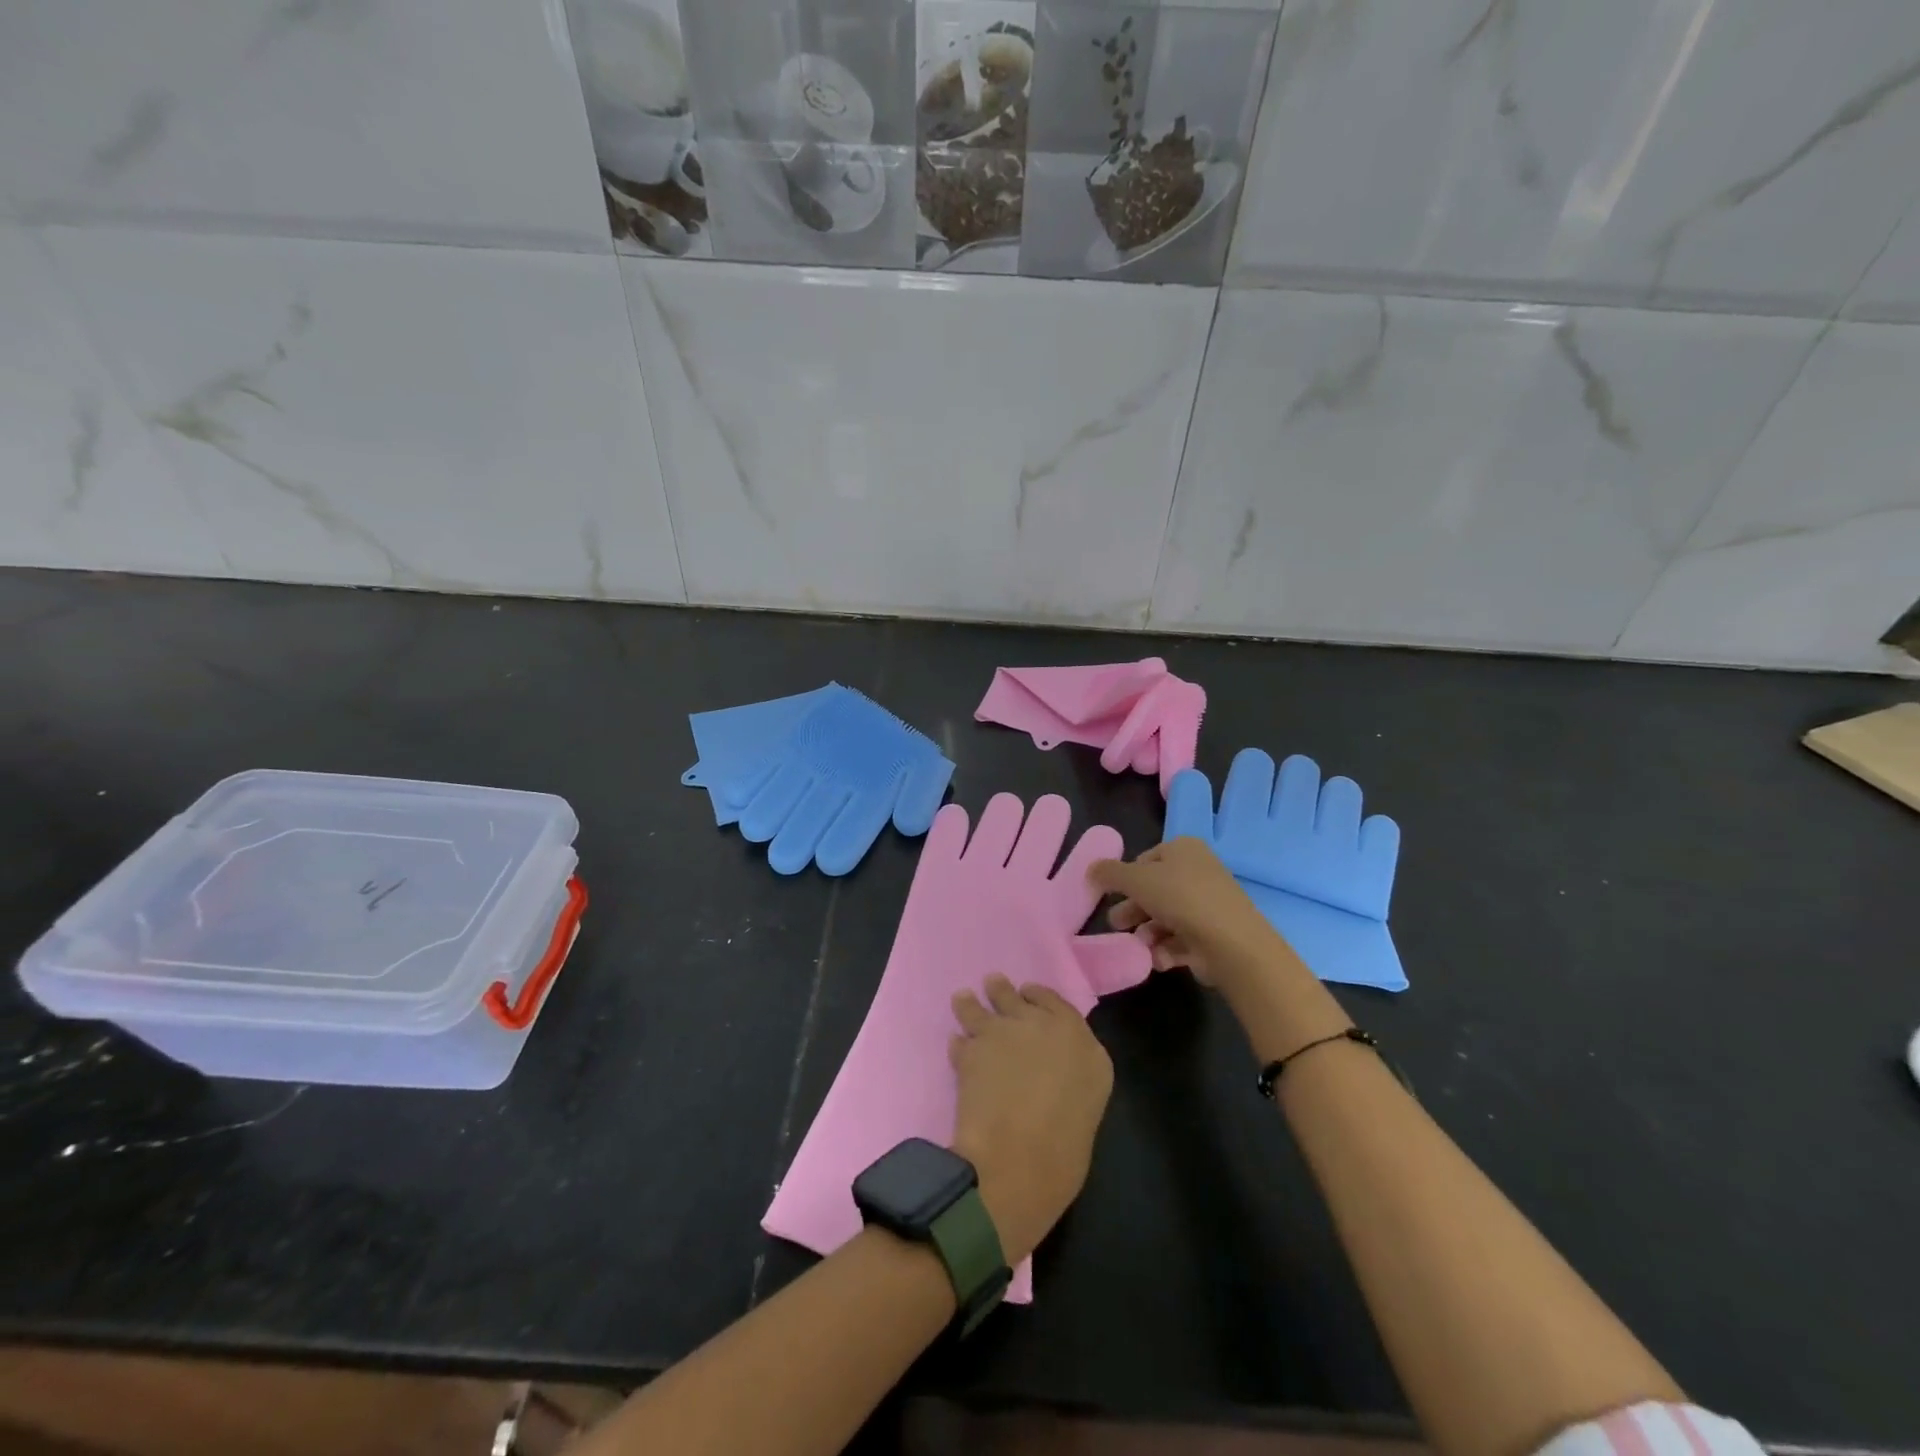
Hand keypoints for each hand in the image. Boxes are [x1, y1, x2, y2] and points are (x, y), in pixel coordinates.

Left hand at [949, 974, 1113, 1265]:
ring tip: (963, 999)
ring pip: (982, 1007)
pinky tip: (955, 1046)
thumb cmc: (1064, 1149)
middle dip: (1003, 993)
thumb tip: (1051, 1067)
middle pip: (1017, 998)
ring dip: (972, 1004)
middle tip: (993, 985)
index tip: (1028, 994)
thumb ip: (1070, 1072)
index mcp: (1080, 1040)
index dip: (1039, 997)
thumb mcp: (1086, 1103)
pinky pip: (960, 1040)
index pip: (1056, 1003)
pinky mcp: (971, 1049)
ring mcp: (1004, 1033)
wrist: (1019, 1163)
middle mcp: (1042, 1026)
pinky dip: (958, 1045)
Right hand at [1089, 837, 1291, 989]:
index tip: (1112, 895)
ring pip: (1167, 917)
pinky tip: (1159, 959)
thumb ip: (1109, 873)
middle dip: (1134, 909)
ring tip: (1138, 946)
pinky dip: (1167, 949)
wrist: (1230, 942)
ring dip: (1148, 932)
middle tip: (1116, 924)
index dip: (1127, 877)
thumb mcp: (1135, 879)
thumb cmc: (1180, 898)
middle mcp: (1199, 872)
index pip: (1147, 859)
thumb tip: (1091, 869)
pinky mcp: (1214, 934)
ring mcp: (1209, 904)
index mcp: (1184, 849)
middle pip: (1156, 890)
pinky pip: (1182, 939)